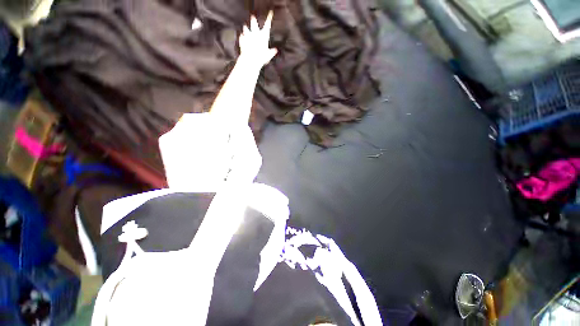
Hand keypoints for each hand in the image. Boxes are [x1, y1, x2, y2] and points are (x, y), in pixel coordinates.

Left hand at [239, 11, 277, 66]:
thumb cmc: (261, 57)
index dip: (269, 17)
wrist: (251, 59)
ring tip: (245, 26)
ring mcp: (248, 35)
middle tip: (253, 17)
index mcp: (263, 35)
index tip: (270, 12)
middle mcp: (255, 33)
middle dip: (254, 20)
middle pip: (254, 23)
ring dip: (246, 28)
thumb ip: (272, 52)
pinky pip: (241, 36)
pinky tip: (242, 36)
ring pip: (246, 28)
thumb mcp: (269, 55)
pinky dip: (242, 37)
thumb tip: (275, 50)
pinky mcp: (242, 39)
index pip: (268, 24)